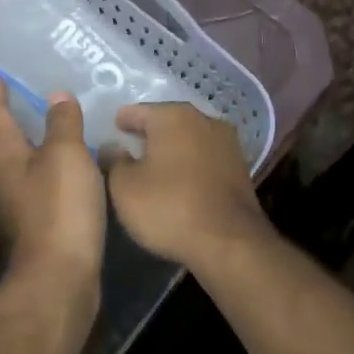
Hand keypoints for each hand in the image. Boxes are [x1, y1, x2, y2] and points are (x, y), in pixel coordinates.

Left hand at [0, 78, 105, 298]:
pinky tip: (31, 179)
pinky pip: (5, 190)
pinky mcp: (12, 229)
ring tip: (11, 138)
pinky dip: (12, 175)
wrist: (54, 279)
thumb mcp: (69, 156)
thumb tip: (57, 96)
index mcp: (1, 154)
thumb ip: (63, 123)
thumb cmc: (60, 210)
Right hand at [106, 103, 268, 268]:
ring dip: (173, 148)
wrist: (229, 242)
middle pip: (168, 121)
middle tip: (131, 148)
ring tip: (155, 166)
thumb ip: (114, 161)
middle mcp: (203, 120)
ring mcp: (227, 143)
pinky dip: (191, 164)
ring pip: (190, 138)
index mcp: (173, 116)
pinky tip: (181, 180)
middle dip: (150, 133)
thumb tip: (113, 147)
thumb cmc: (168, 207)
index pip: (138, 111)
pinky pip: (206, 158)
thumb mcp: (124, 187)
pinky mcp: (240, 167)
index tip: (113, 129)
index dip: (123, 120)